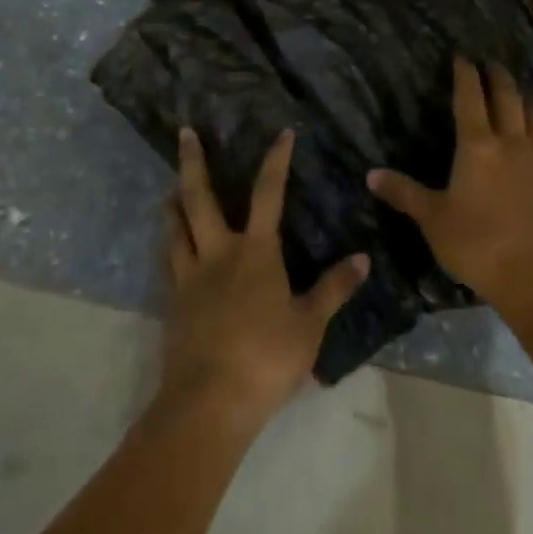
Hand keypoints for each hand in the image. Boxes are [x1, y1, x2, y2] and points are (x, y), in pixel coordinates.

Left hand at [161, 127, 369, 428]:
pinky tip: (171, 249)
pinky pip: (169, 263)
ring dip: (173, 203)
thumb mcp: (310, 324)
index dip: (276, 160)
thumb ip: (334, 289)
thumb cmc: (266, 357)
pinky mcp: (173, 304)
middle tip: (184, 132)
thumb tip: (363, 258)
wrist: (208, 401)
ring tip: (170, 189)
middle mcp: (218, 253)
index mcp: (255, 252)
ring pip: (176, 228)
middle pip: (199, 198)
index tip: (282, 133)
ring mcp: (190, 277)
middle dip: (193, 162)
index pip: (268, 193)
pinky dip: (170, 246)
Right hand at [368, 59, 532, 319]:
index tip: (463, 56)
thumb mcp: (432, 220)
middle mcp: (513, 145)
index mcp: (478, 147)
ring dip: (530, 102)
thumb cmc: (478, 245)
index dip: (466, 75)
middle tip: (493, 63)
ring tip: (526, 92)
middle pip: (508, 100)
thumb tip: (371, 174)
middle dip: (499, 78)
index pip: (470, 98)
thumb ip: (404, 194)